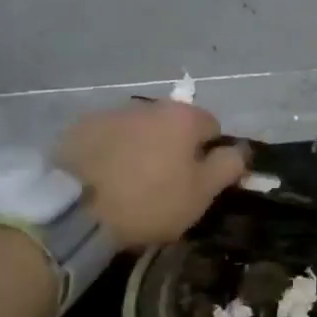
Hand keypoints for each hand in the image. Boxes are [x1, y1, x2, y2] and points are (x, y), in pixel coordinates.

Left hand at [55, 101, 247, 247]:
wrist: (76, 211)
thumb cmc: (149, 202)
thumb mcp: (201, 193)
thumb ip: (228, 166)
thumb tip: (241, 149)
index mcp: (183, 117)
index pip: (212, 126)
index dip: (210, 154)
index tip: (198, 182)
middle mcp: (149, 105)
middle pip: (172, 125)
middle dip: (173, 147)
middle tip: (164, 184)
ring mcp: (111, 113)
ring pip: (139, 129)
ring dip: (141, 147)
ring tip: (130, 182)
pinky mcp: (79, 128)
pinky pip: (107, 137)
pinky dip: (111, 151)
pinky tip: (103, 178)